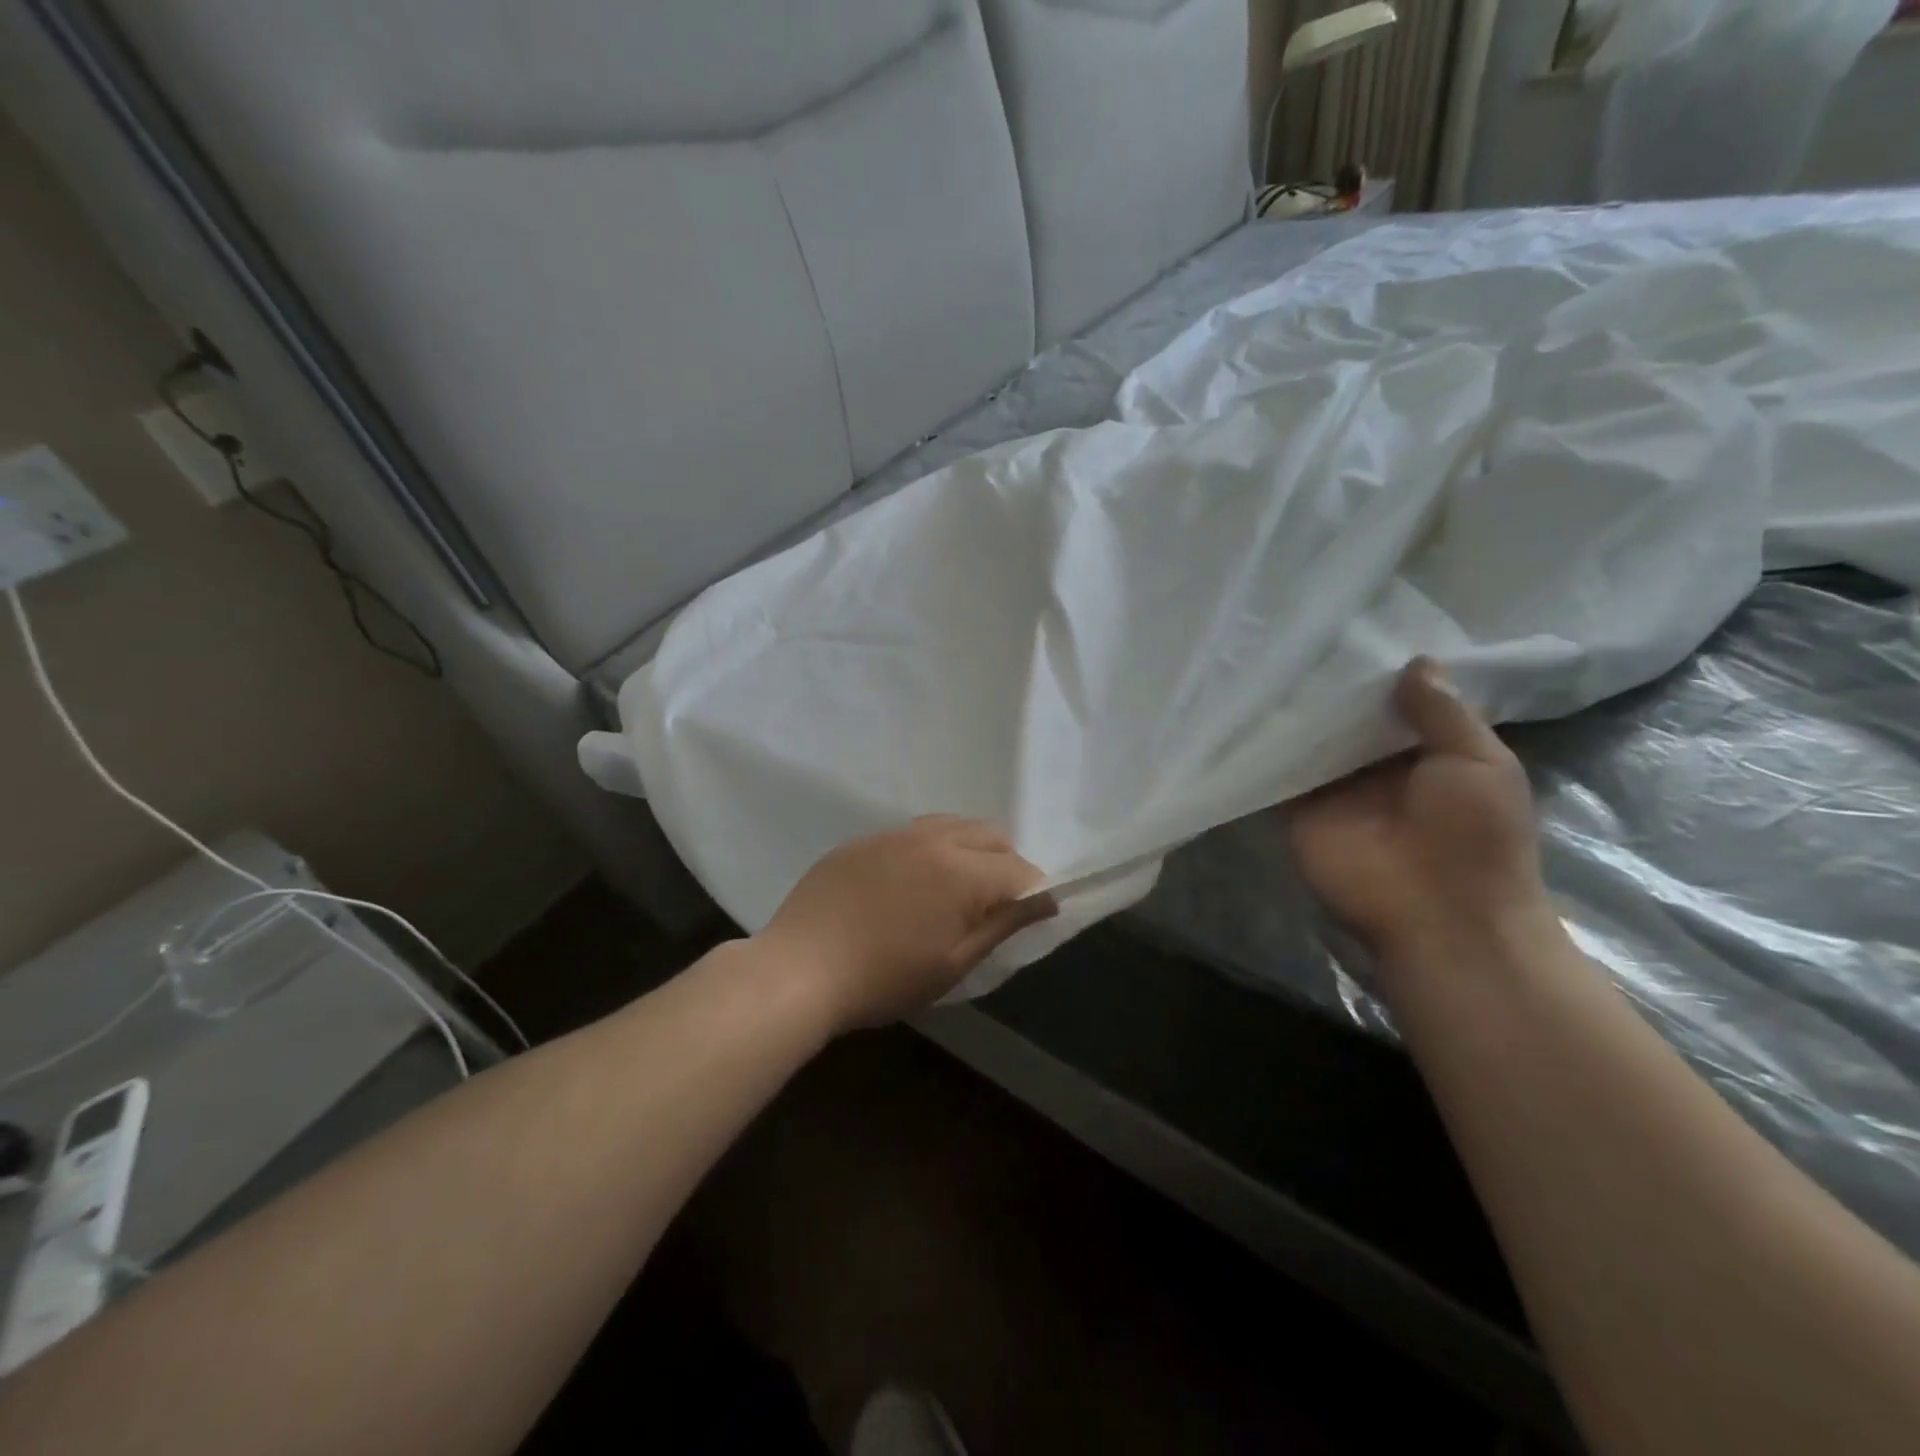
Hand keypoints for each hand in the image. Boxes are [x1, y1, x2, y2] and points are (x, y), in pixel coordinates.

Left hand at [757, 816, 1056, 1030]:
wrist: (799, 969)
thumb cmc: (884, 978)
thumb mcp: (954, 963)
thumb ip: (1002, 925)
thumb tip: (1045, 900)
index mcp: (961, 871)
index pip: (1018, 869)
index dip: (1035, 891)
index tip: (1036, 913)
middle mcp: (932, 839)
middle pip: (990, 834)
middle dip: (1006, 862)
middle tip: (996, 903)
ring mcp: (892, 834)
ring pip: (951, 825)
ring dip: (969, 848)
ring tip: (957, 887)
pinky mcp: (862, 840)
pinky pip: (911, 832)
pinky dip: (930, 848)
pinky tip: (911, 882)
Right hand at [1289, 659, 1552, 970]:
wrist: (1438, 914)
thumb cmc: (1475, 836)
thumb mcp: (1479, 762)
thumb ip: (1443, 713)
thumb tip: (1417, 660)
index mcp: (1425, 754)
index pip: (1394, 703)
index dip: (1377, 672)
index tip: (1349, 629)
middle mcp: (1374, 768)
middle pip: (1345, 719)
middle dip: (1328, 686)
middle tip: (1295, 635)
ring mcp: (1333, 789)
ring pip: (1308, 742)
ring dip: (1292, 712)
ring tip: (1264, 658)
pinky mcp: (1297, 810)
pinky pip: (1277, 773)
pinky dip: (1262, 748)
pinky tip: (1243, 708)